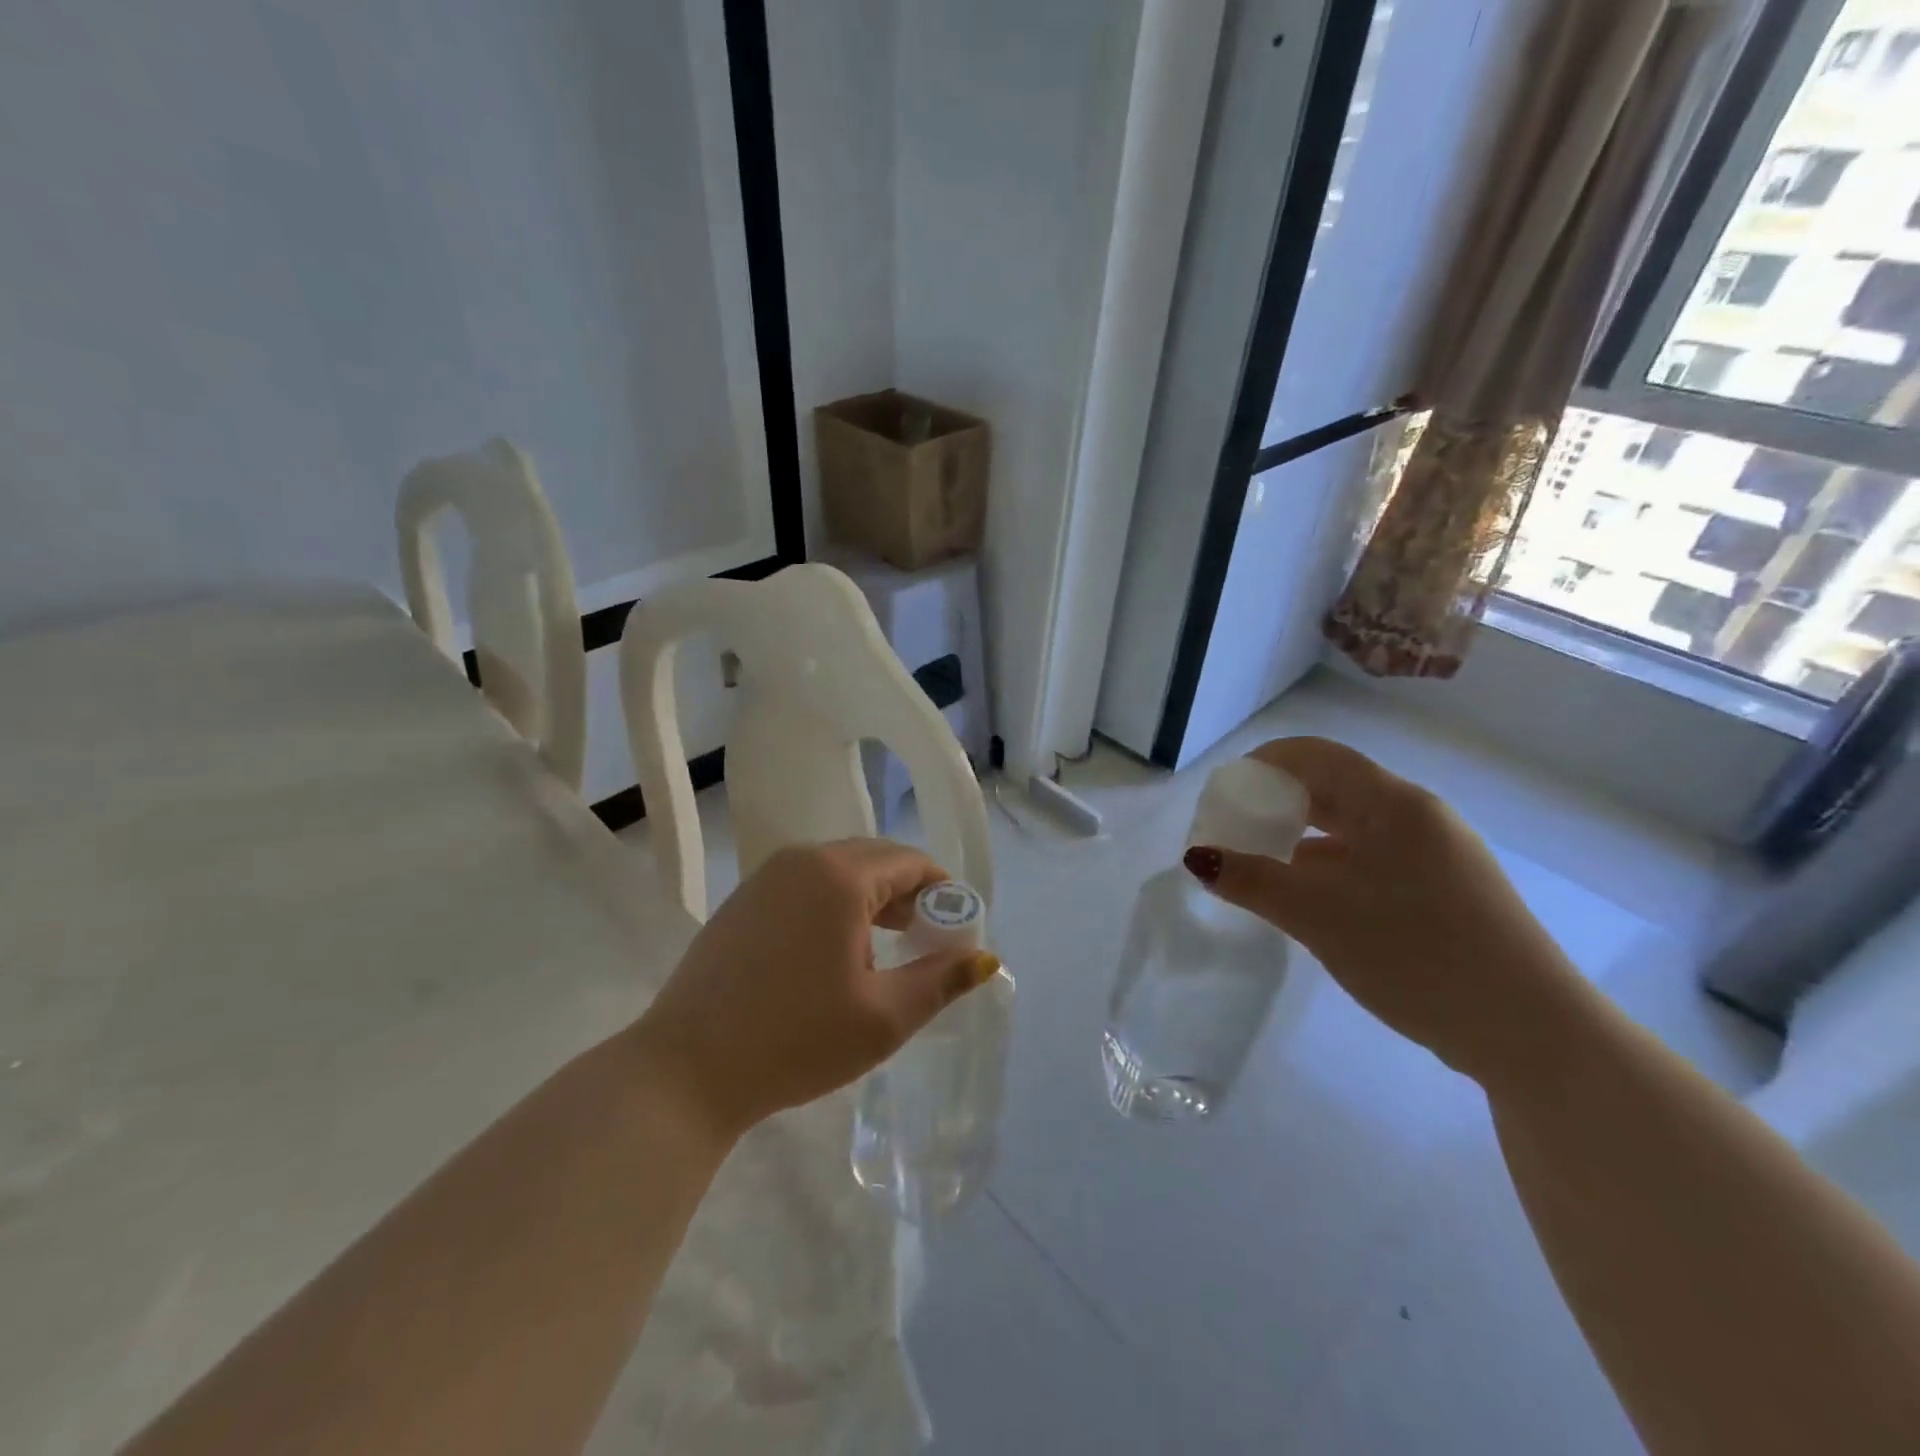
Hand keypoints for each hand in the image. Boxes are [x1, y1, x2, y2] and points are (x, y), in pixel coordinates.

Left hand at [629, 839, 999, 1141]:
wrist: (685, 1070)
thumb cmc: (796, 1040)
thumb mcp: (883, 1018)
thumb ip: (941, 980)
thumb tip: (984, 958)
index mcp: (840, 876)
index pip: (910, 862)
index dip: (942, 893)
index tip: (955, 931)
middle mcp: (803, 860)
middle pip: (875, 859)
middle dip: (909, 893)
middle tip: (926, 940)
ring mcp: (766, 877)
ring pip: (838, 870)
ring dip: (872, 898)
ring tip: (886, 948)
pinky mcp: (743, 899)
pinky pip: (806, 885)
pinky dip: (834, 904)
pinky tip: (833, 951)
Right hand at [1189, 737, 1591, 1085]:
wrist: (1531, 1034)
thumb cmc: (1418, 955)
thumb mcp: (1319, 917)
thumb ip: (1252, 881)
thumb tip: (1198, 857)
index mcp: (1394, 804)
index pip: (1315, 755)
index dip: (1263, 763)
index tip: (1223, 795)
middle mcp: (1417, 816)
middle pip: (1331, 788)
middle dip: (1275, 803)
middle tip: (1231, 833)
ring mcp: (1435, 854)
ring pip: (1350, 827)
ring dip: (1299, 838)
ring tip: (1258, 868)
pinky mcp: (1442, 890)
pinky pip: (1370, 859)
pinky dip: (1328, 867)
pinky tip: (1305, 899)